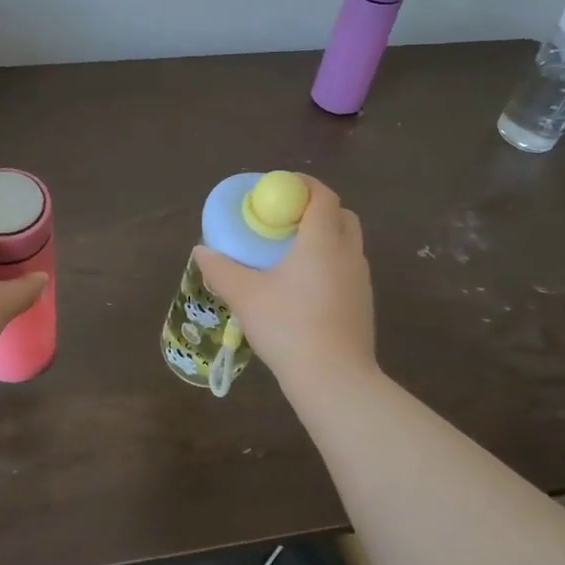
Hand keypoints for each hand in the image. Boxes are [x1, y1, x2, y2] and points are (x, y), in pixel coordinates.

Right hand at [194, 176, 375, 382]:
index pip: (322, 196)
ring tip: (292, 253)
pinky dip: (330, 264)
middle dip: (315, 208)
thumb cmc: (288, 326)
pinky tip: (304, 287)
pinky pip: (347, 269)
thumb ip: (221, 269)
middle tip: (285, 219)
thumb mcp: (244, 295)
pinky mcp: (363, 304)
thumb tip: (201, 251)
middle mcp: (348, 253)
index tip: (279, 187)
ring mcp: (361, 280)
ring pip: (347, 244)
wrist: (334, 379)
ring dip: (325, 237)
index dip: (302, 185)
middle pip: (341, 215)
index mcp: (322, 241)